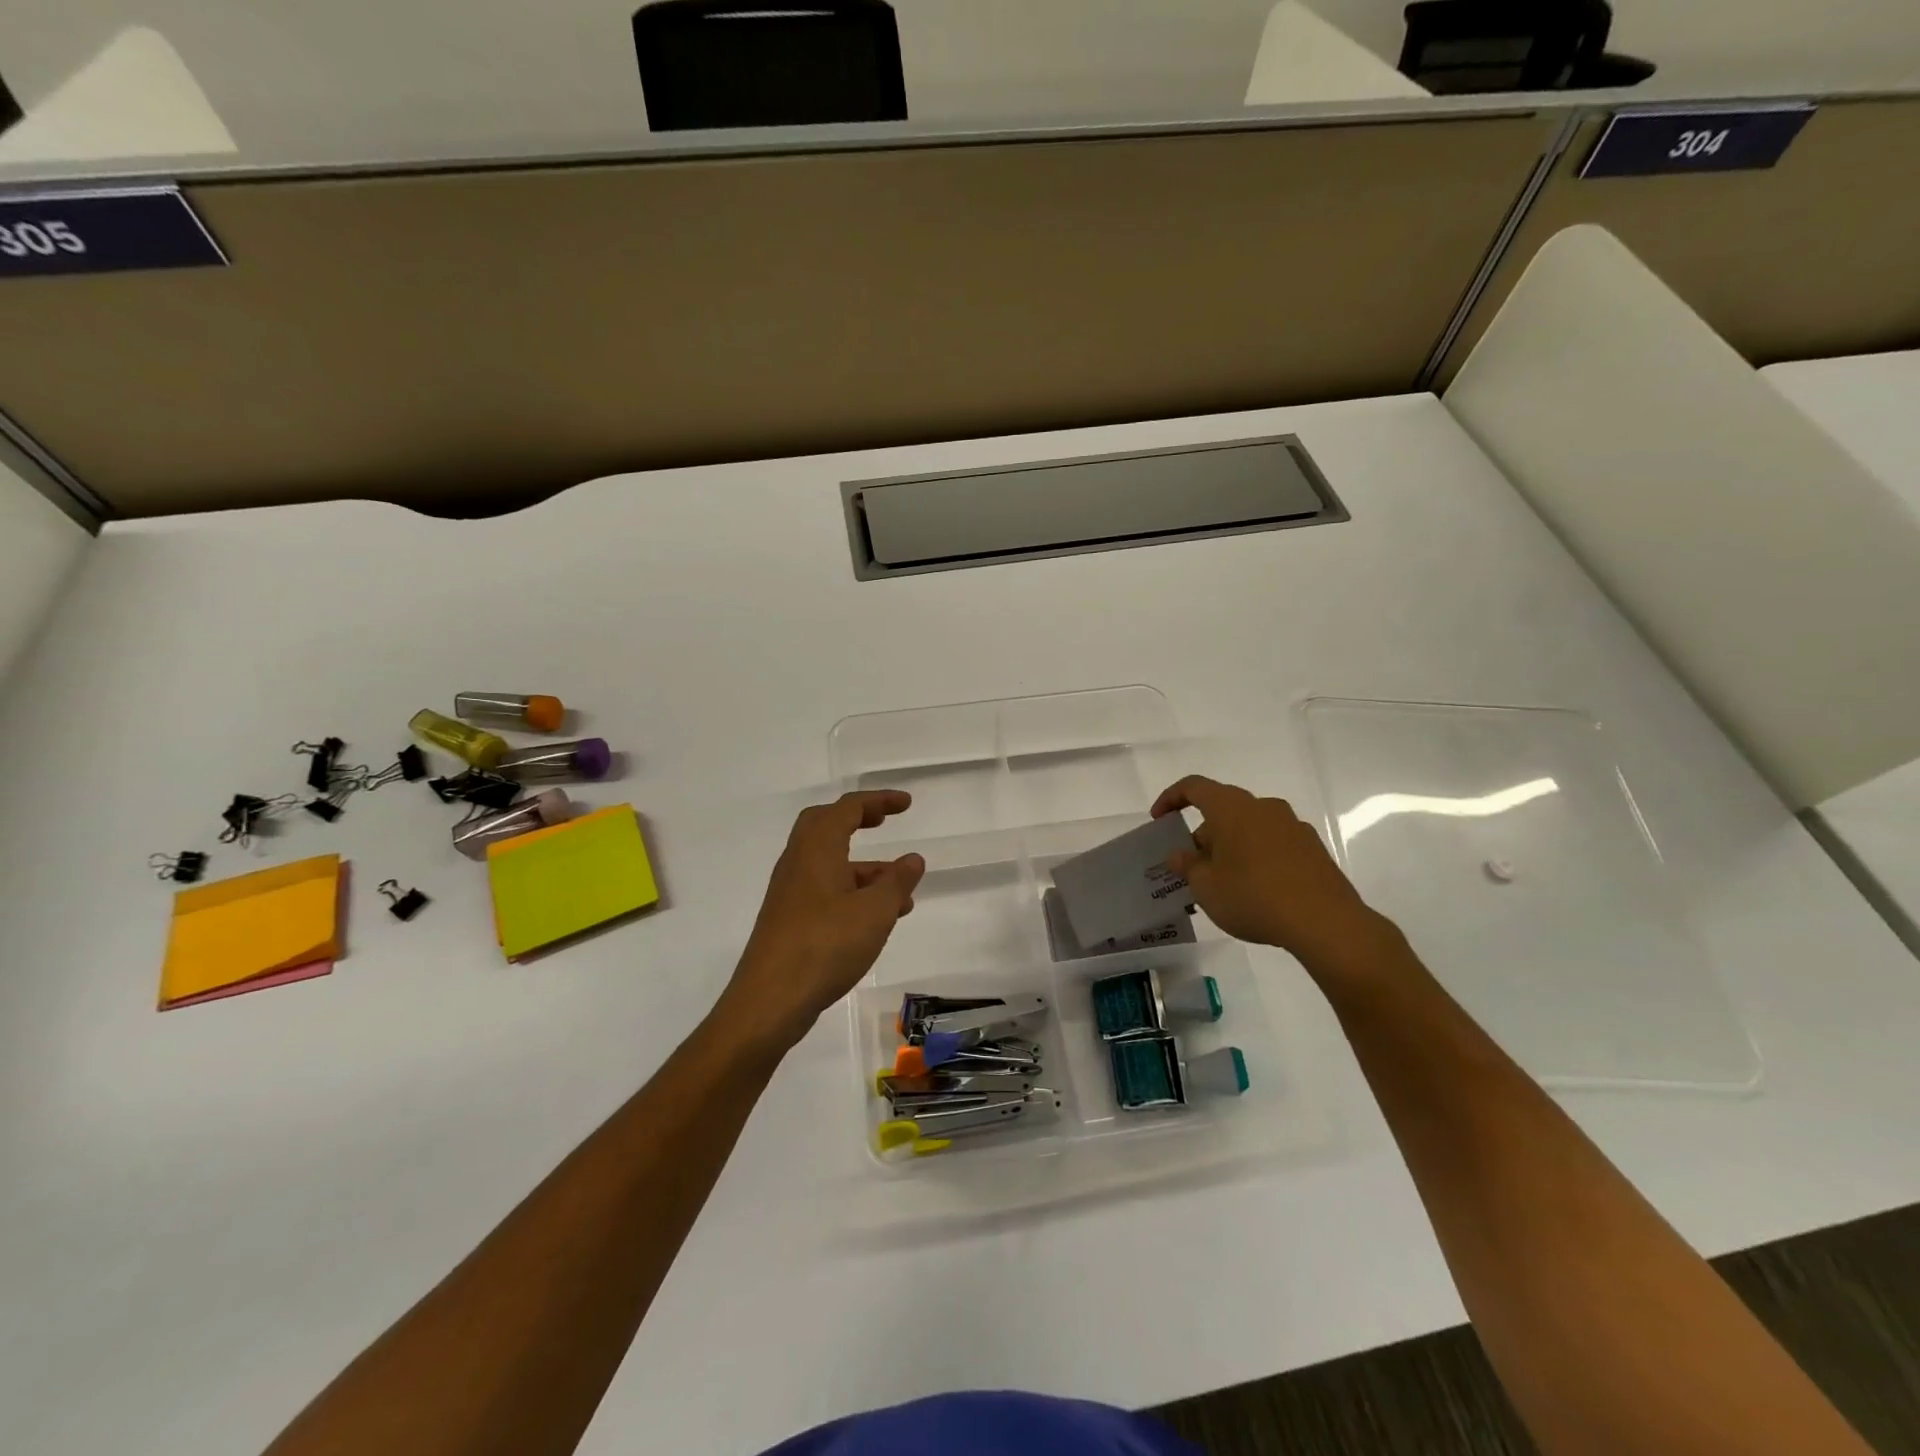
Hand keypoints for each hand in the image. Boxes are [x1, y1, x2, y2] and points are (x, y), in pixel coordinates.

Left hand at [722, 791, 925, 1050]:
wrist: (769, 1001)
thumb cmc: (825, 946)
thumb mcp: (875, 912)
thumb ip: (897, 882)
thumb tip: (913, 859)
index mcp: (817, 849)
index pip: (847, 808)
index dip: (878, 801)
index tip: (906, 804)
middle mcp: (798, 863)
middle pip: (825, 826)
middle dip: (857, 820)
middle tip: (884, 822)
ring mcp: (790, 893)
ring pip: (829, 864)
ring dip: (864, 868)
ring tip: (902, 893)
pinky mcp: (789, 920)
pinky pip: (825, 891)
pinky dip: (852, 892)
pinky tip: (876, 921)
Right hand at [1152, 775, 1397, 974]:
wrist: (1325, 922)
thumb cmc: (1253, 896)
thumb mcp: (1206, 887)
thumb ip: (1188, 866)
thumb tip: (1181, 854)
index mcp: (1232, 808)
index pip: (1194, 787)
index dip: (1171, 798)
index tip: (1159, 819)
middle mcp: (1264, 807)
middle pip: (1224, 810)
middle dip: (1204, 834)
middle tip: (1192, 866)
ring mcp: (1293, 826)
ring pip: (1250, 828)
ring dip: (1231, 847)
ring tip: (1223, 883)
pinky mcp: (1313, 849)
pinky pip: (1273, 844)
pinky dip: (1257, 858)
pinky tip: (1255, 891)